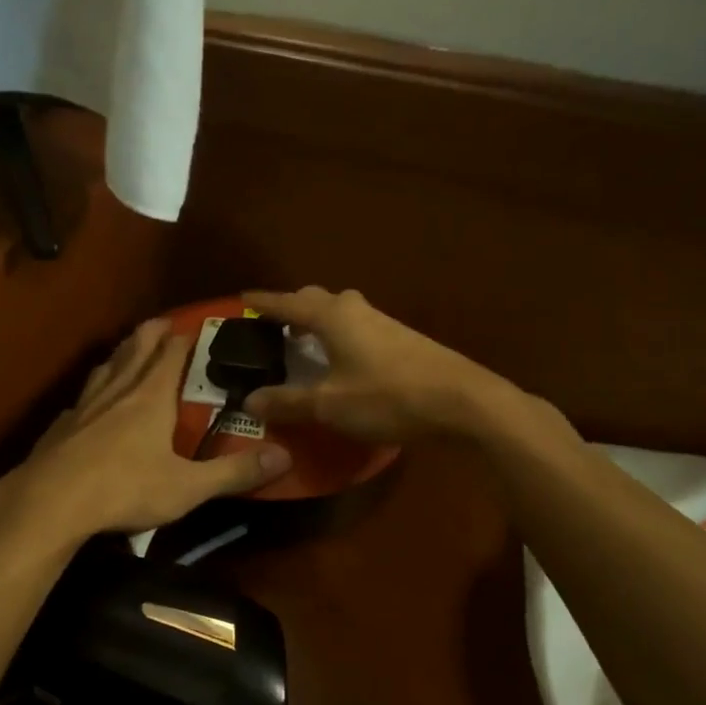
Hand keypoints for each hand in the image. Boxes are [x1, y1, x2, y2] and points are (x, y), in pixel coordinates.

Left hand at [0, 319, 292, 545]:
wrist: (50, 502)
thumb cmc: (125, 488)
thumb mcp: (187, 487)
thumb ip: (234, 473)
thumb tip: (286, 457)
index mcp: (150, 396)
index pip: (171, 352)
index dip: (185, 336)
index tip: (198, 326)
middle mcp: (117, 390)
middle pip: (136, 347)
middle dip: (152, 332)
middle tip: (165, 324)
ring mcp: (84, 405)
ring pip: (106, 366)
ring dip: (122, 353)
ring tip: (130, 351)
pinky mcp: (61, 425)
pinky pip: (84, 396)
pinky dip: (96, 389)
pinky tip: (91, 403)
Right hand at [241, 287, 513, 442]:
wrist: (463, 401)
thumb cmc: (388, 397)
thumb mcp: (330, 406)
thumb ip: (288, 402)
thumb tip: (249, 400)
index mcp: (332, 317)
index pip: (287, 304)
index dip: (264, 303)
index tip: (243, 298)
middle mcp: (356, 310)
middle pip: (316, 299)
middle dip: (293, 307)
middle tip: (274, 326)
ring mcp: (383, 322)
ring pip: (341, 310)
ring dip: (318, 320)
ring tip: (304, 342)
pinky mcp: (403, 339)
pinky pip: (358, 326)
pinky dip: (339, 334)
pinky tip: (343, 359)